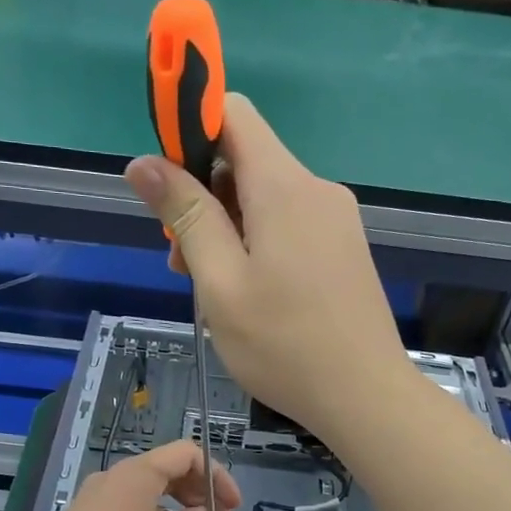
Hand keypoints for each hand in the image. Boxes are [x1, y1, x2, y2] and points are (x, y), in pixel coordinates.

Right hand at [125, 94, 413, 444]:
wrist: (366, 397)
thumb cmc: (283, 345)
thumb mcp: (220, 283)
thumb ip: (185, 216)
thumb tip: (143, 162)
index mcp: (283, 187)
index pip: (232, 113)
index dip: (189, 128)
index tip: (164, 177)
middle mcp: (315, 189)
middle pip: (245, 159)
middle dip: (202, 195)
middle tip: (182, 260)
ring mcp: (335, 219)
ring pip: (264, 198)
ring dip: (226, 227)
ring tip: (211, 288)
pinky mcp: (343, 248)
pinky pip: (288, 224)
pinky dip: (256, 243)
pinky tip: (247, 293)